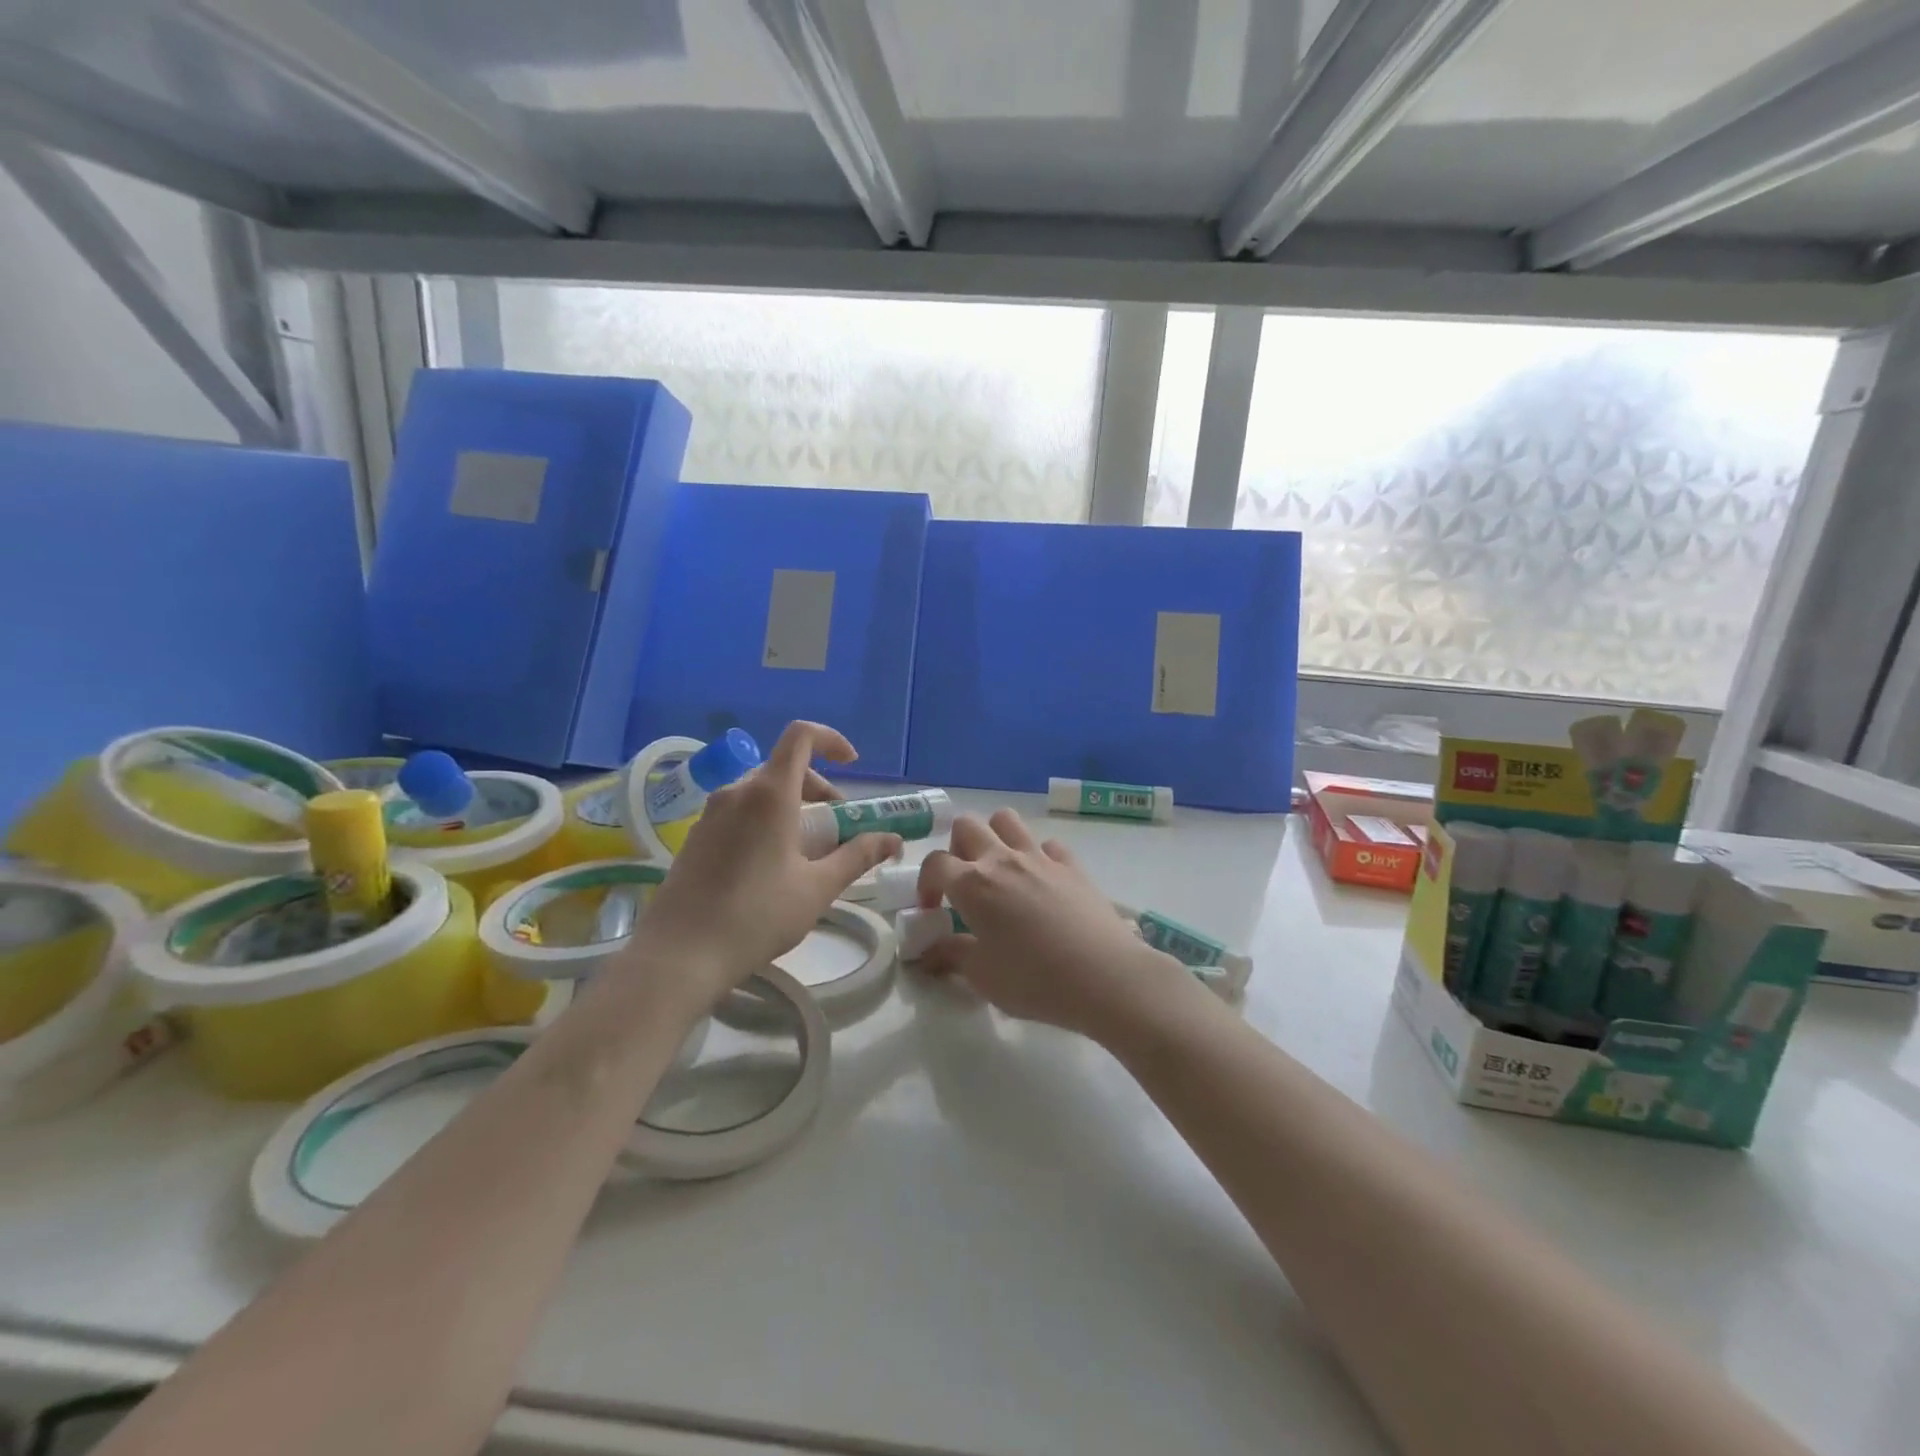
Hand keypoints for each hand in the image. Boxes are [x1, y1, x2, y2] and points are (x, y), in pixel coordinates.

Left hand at [634, 722, 902, 1001]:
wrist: (680, 955)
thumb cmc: (757, 916)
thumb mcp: (818, 887)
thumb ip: (858, 856)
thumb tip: (893, 840)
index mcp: (770, 793)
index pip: (801, 736)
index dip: (831, 740)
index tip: (853, 765)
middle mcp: (737, 792)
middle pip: (785, 768)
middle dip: (819, 789)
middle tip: (837, 830)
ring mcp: (711, 813)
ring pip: (761, 792)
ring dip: (793, 807)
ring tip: (807, 854)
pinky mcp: (696, 837)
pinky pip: (739, 812)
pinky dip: (765, 822)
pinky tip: (770, 868)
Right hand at [916, 809, 1196, 1042]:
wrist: (1105, 976)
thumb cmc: (1034, 980)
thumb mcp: (982, 977)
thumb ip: (951, 956)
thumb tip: (929, 950)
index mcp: (973, 884)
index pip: (935, 864)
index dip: (926, 884)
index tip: (932, 910)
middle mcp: (1002, 860)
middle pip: (967, 826)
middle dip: (956, 848)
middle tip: (964, 883)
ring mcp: (1040, 857)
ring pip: (1006, 820)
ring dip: (994, 836)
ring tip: (998, 871)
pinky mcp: (1072, 864)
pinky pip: (1047, 845)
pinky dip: (1038, 856)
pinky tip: (1042, 882)